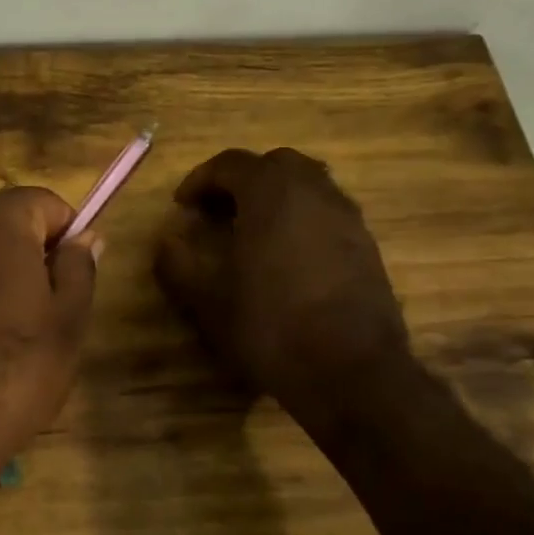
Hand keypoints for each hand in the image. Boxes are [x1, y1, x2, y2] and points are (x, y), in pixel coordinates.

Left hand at [0, 187, 99, 519]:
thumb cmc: (14, 369)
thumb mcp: (69, 319)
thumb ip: (80, 266)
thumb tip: (83, 237)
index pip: (46, 203)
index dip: (68, 237)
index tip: (73, 282)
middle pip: (7, 221)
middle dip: (32, 253)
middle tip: (48, 311)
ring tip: (12, 332)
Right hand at [155, 148, 411, 406]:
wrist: (351, 371)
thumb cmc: (270, 326)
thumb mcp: (207, 299)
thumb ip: (179, 263)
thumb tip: (167, 241)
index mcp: (271, 193)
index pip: (230, 163)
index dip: (200, 180)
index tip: (182, 205)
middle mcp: (314, 192)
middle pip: (274, 164)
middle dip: (241, 180)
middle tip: (217, 211)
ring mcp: (346, 217)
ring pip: (307, 185)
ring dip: (274, 198)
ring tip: (250, 231)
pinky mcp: (366, 245)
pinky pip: (326, 213)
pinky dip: (300, 219)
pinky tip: (285, 256)